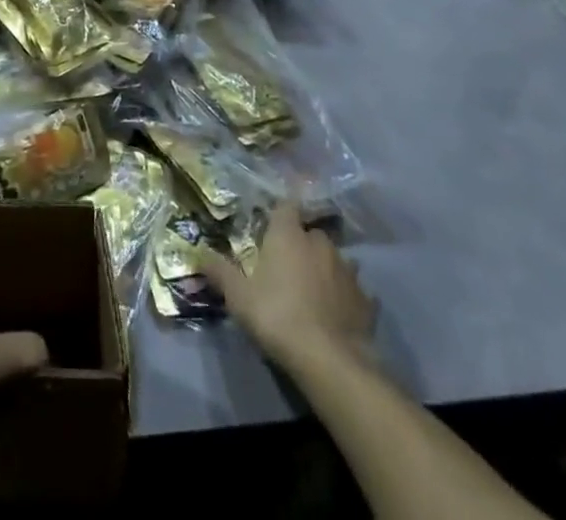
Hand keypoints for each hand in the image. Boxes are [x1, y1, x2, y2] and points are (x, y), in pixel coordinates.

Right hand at [199, 202, 375, 373]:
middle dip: (302, 243)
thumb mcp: (238, 296)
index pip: (286, 205)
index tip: (273, 222)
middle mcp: (320, 244)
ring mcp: (348, 272)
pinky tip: (339, 312)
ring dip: (326, 268)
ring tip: (315, 288)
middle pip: (312, 233)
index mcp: (289, 235)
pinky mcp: (367, 302)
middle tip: (288, 263)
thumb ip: (219, 271)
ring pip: (337, 259)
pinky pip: (356, 291)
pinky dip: (346, 296)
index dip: (281, 212)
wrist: (330, 361)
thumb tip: (198, 253)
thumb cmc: (277, 316)